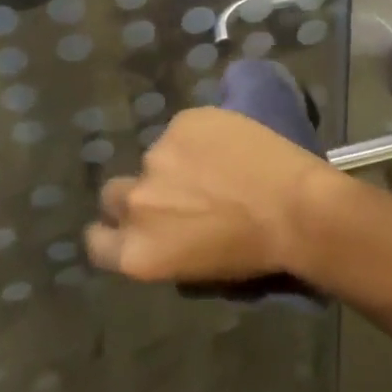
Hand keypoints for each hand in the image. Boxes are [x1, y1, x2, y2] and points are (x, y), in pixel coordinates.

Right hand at [84, 106, 341, 281]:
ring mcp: (157, 157)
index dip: (113, 230)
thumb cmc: (254, 253)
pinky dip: (199, 135)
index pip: (97, 241)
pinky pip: (183, 128)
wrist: (294, 208)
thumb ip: (162, 244)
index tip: (133, 225)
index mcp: (136, 253)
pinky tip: (229, 143)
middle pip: (115, 194)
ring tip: (215, 165)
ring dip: (175, 161)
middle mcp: (136, 204)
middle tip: (176, 192)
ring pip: (156, 156)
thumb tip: (161, 226)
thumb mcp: (194, 269)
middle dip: (139, 192)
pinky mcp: (184, 122)